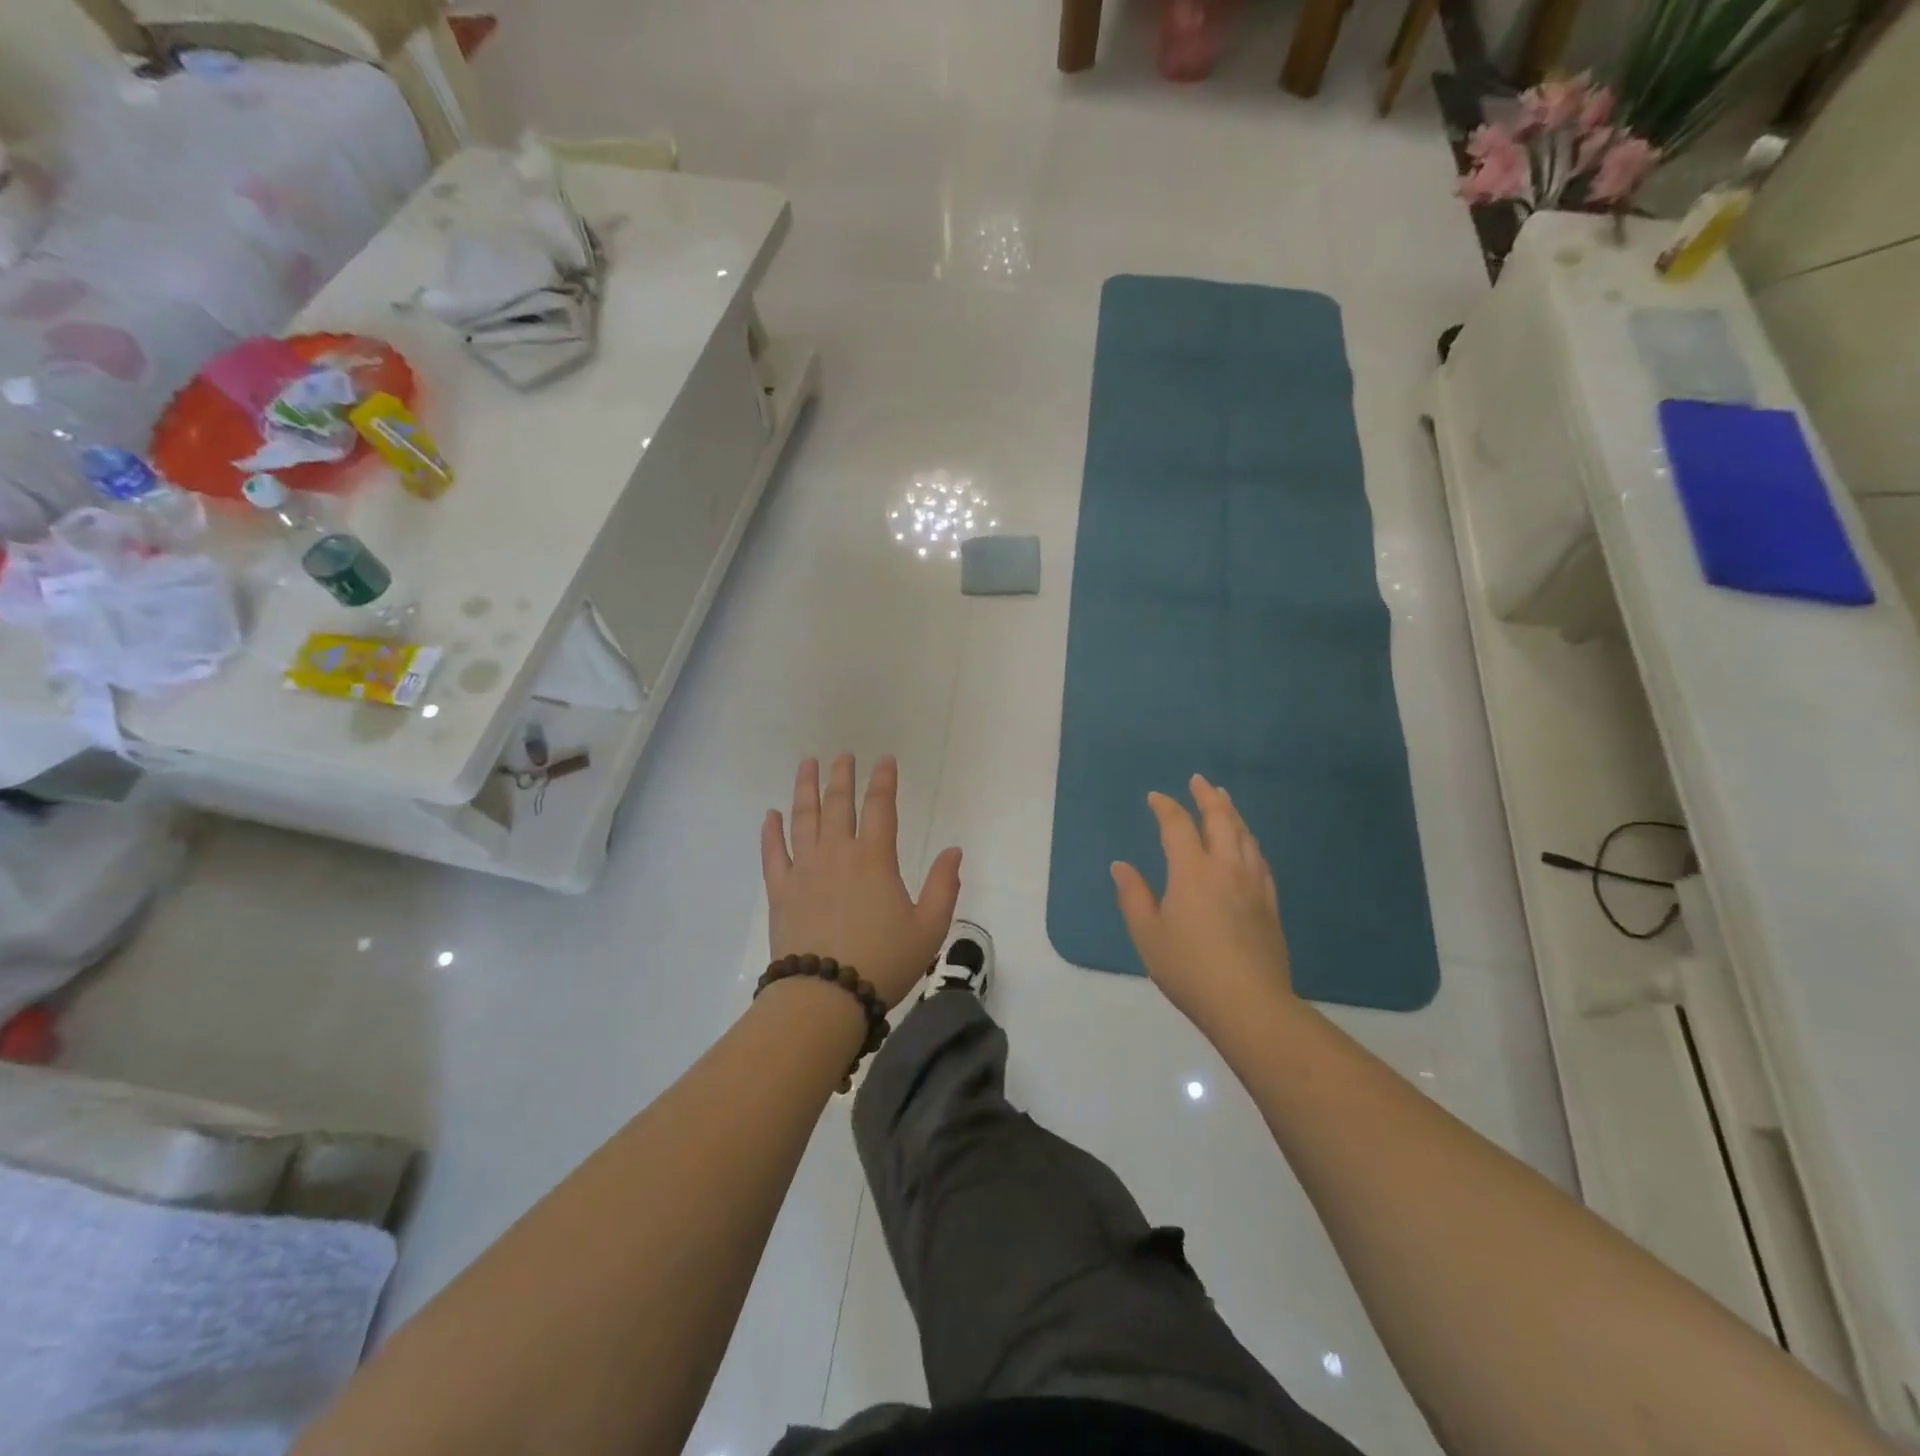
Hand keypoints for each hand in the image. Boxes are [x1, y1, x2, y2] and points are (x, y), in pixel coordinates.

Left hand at [761, 755, 962, 1008]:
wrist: (824, 995)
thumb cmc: (884, 961)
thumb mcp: (929, 928)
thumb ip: (944, 886)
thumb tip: (953, 851)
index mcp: (874, 858)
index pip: (881, 807)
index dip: (884, 780)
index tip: (885, 759)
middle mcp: (837, 853)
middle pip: (838, 804)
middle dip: (843, 776)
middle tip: (843, 755)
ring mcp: (804, 869)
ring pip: (803, 818)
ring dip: (805, 788)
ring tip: (807, 763)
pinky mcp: (780, 890)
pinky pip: (773, 853)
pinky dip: (771, 831)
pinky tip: (771, 814)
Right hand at [1112, 774, 1293, 1031]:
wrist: (1249, 1003)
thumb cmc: (1189, 968)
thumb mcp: (1148, 934)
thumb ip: (1133, 896)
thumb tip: (1121, 866)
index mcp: (1192, 871)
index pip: (1177, 826)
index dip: (1166, 807)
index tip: (1155, 797)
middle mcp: (1226, 868)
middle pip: (1220, 820)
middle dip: (1207, 797)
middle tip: (1199, 781)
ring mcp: (1253, 884)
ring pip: (1245, 836)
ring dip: (1232, 813)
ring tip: (1224, 801)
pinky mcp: (1270, 903)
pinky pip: (1260, 859)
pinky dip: (1249, 841)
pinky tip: (1247, 844)